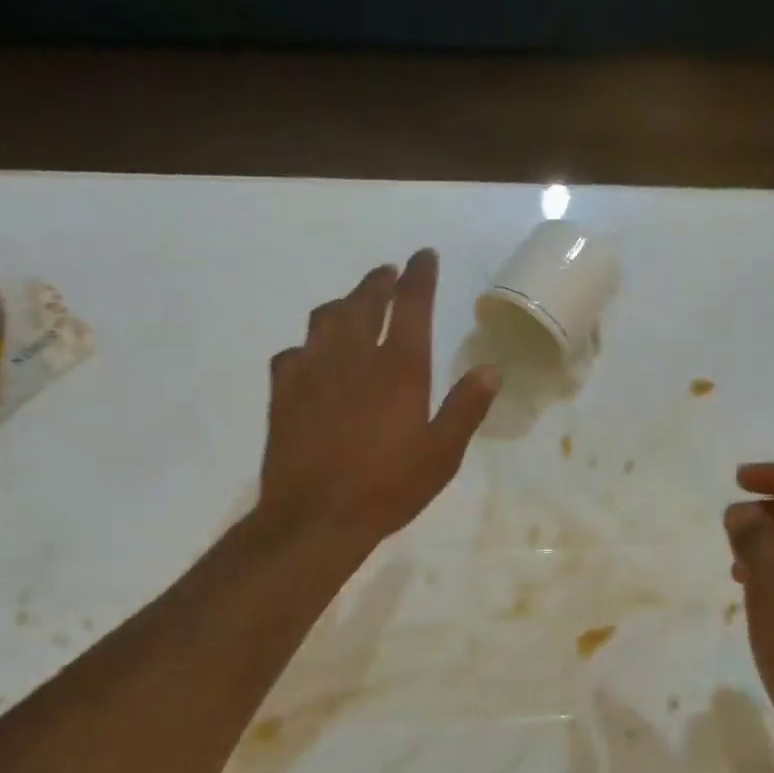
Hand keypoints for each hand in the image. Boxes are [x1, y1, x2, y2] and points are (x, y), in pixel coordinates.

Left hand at [261, 250, 499, 547]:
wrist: (316, 516)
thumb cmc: (388, 488)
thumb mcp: (441, 455)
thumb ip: (466, 408)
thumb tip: (490, 369)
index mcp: (399, 368)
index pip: (412, 304)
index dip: (419, 275)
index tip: (423, 256)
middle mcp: (354, 356)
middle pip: (365, 301)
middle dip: (379, 281)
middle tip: (388, 274)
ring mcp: (312, 370)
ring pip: (325, 318)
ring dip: (343, 304)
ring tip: (352, 306)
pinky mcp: (283, 391)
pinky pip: (293, 352)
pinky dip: (307, 346)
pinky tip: (311, 357)